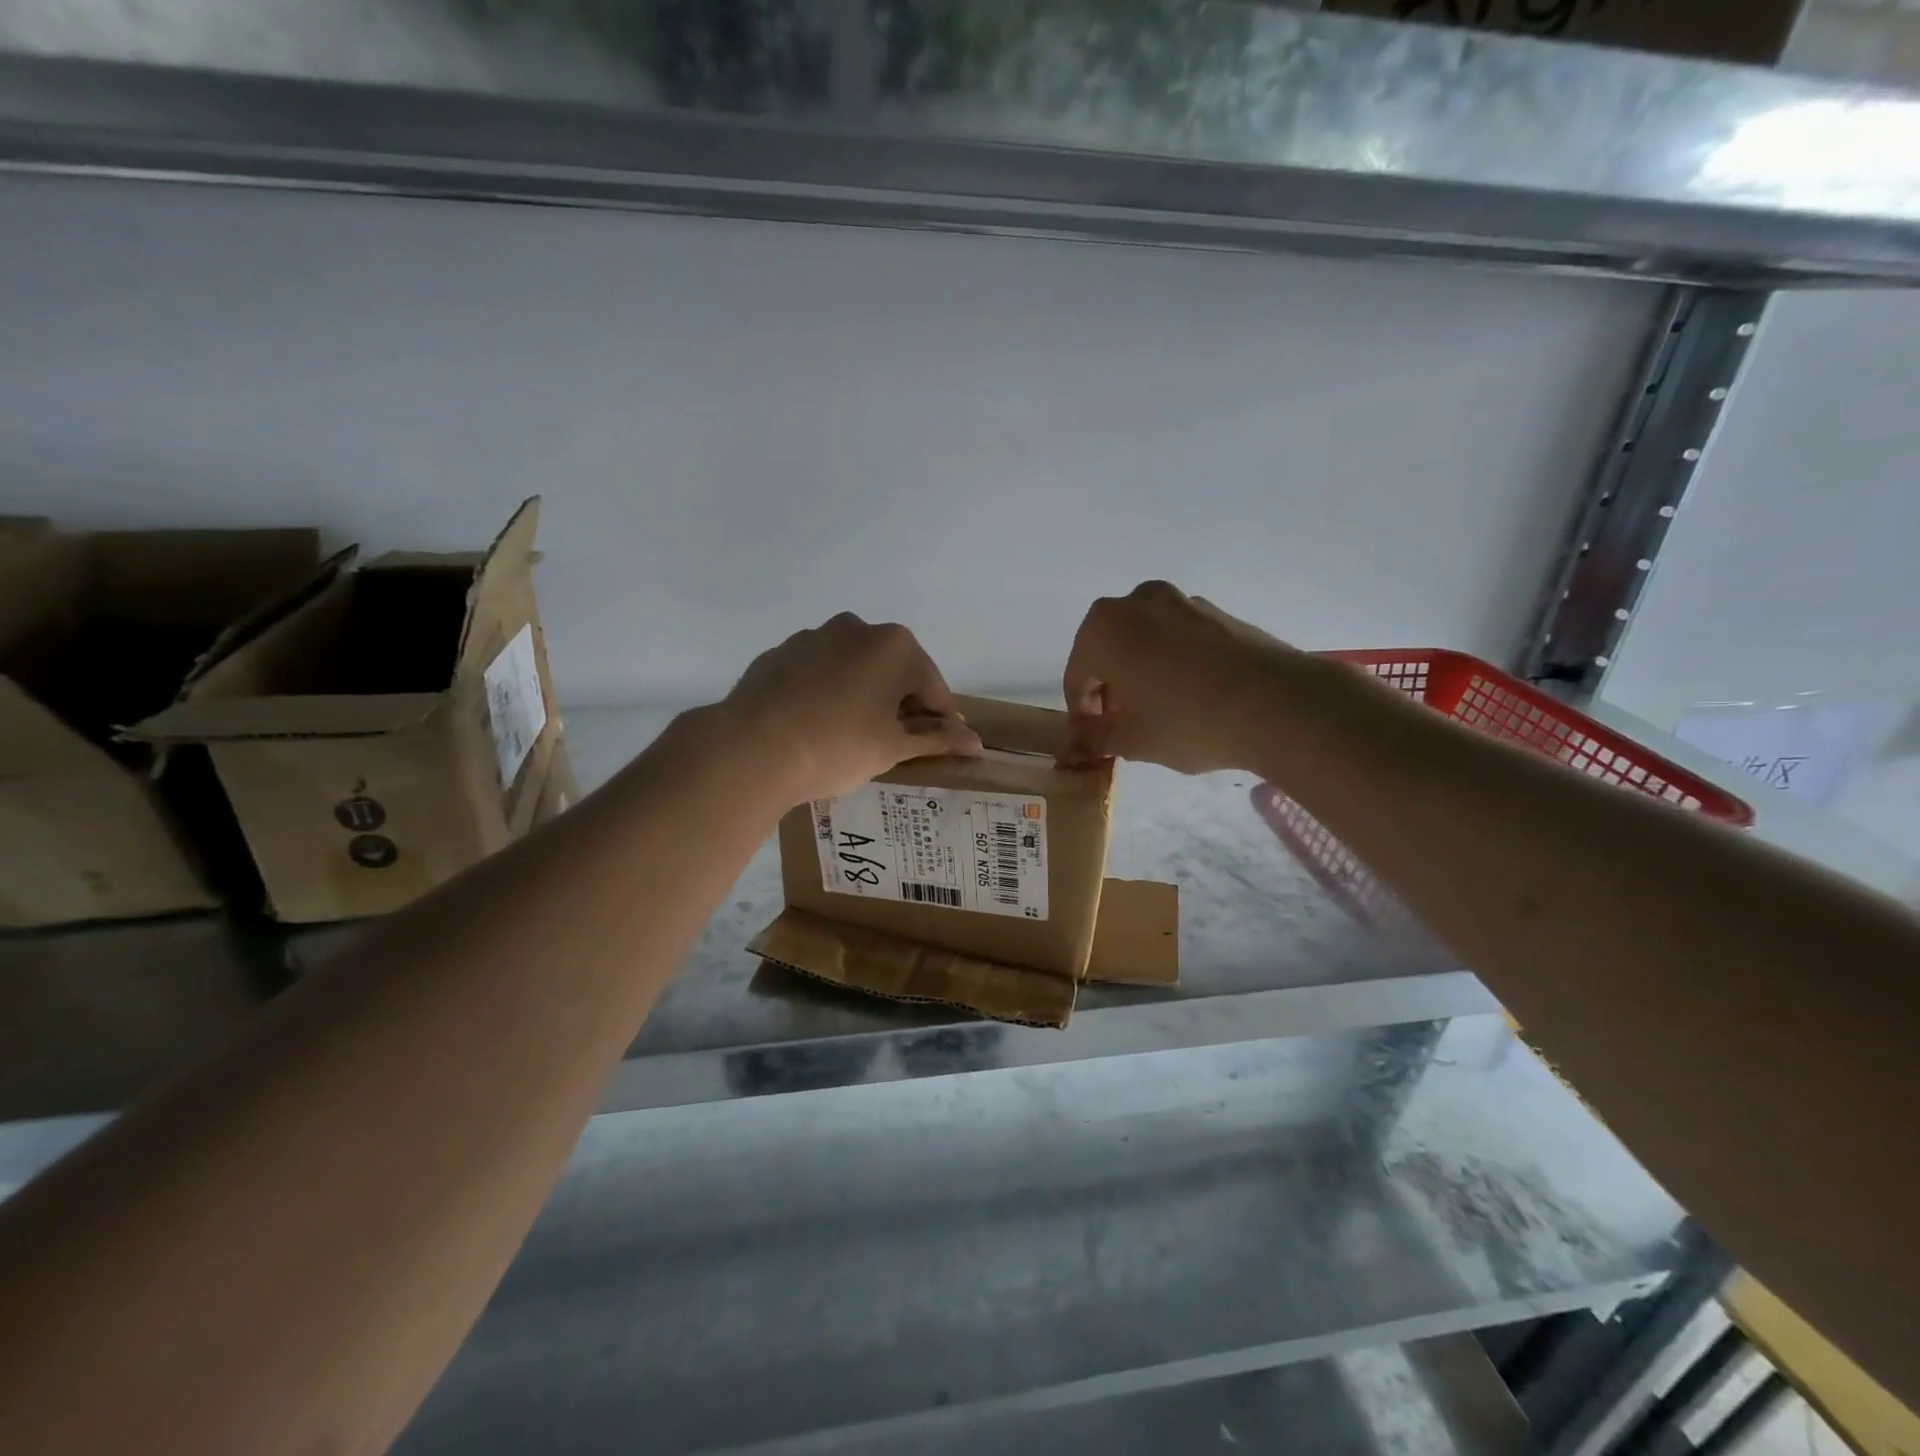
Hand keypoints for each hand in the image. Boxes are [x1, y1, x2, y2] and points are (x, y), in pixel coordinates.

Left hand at [720, 613, 983, 802]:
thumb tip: (975, 744)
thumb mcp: (893, 749)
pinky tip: (817, 726)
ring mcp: (813, 637)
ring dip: (863, 696)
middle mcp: (857, 629)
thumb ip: (937, 740)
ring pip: (854, 669)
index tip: (944, 747)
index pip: (933, 688)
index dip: (942, 721)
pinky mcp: (780, 653)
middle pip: (894, 671)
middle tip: (897, 745)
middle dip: (901, 705)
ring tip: (853, 737)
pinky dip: (827, 694)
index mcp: (895, 646)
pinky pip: (818, 673)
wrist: (751, 749)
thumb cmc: (838, 746)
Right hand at [1062, 581, 1291, 773]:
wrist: (1278, 704)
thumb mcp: (1131, 741)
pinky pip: (1179, 639)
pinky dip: (1174, 663)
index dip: (1082, 712)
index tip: (1094, 738)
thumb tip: (1078, 743)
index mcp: (1103, 628)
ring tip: (1160, 711)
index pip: (1077, 676)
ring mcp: (1181, 601)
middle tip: (1123, 723)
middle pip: (1109, 650)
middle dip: (1111, 687)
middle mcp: (1137, 603)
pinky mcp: (1217, 612)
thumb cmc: (1187, 721)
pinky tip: (1192, 696)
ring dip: (1142, 672)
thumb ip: (1095, 738)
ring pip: (1145, 641)